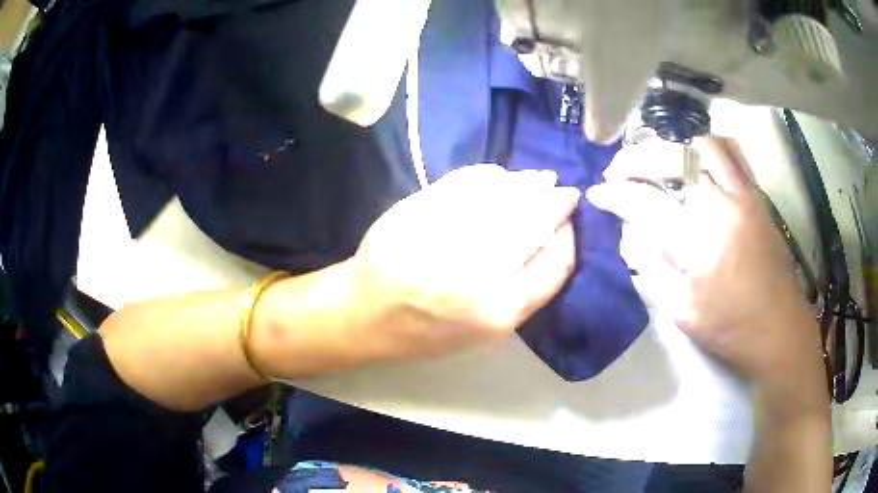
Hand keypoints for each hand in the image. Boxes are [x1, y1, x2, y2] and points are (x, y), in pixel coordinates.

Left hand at [348, 164, 579, 359]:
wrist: (370, 314)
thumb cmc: (433, 329)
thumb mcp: (488, 329)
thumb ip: (528, 288)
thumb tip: (559, 234)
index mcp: (498, 312)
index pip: (555, 264)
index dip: (569, 237)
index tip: (571, 223)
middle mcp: (477, 275)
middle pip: (534, 223)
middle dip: (556, 202)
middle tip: (565, 192)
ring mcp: (446, 237)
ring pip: (505, 197)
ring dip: (528, 183)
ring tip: (539, 180)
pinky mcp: (419, 211)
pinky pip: (468, 182)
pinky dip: (491, 175)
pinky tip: (501, 177)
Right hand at [587, 138, 823, 391]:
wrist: (779, 329)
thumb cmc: (729, 328)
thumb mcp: (681, 311)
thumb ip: (651, 267)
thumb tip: (631, 233)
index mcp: (698, 240)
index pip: (644, 202)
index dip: (614, 194)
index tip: (597, 193)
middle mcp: (720, 204)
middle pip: (670, 159)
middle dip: (635, 159)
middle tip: (619, 171)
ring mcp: (743, 194)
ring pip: (701, 144)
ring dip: (671, 146)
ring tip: (657, 160)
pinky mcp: (757, 195)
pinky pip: (733, 152)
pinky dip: (709, 145)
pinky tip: (698, 155)